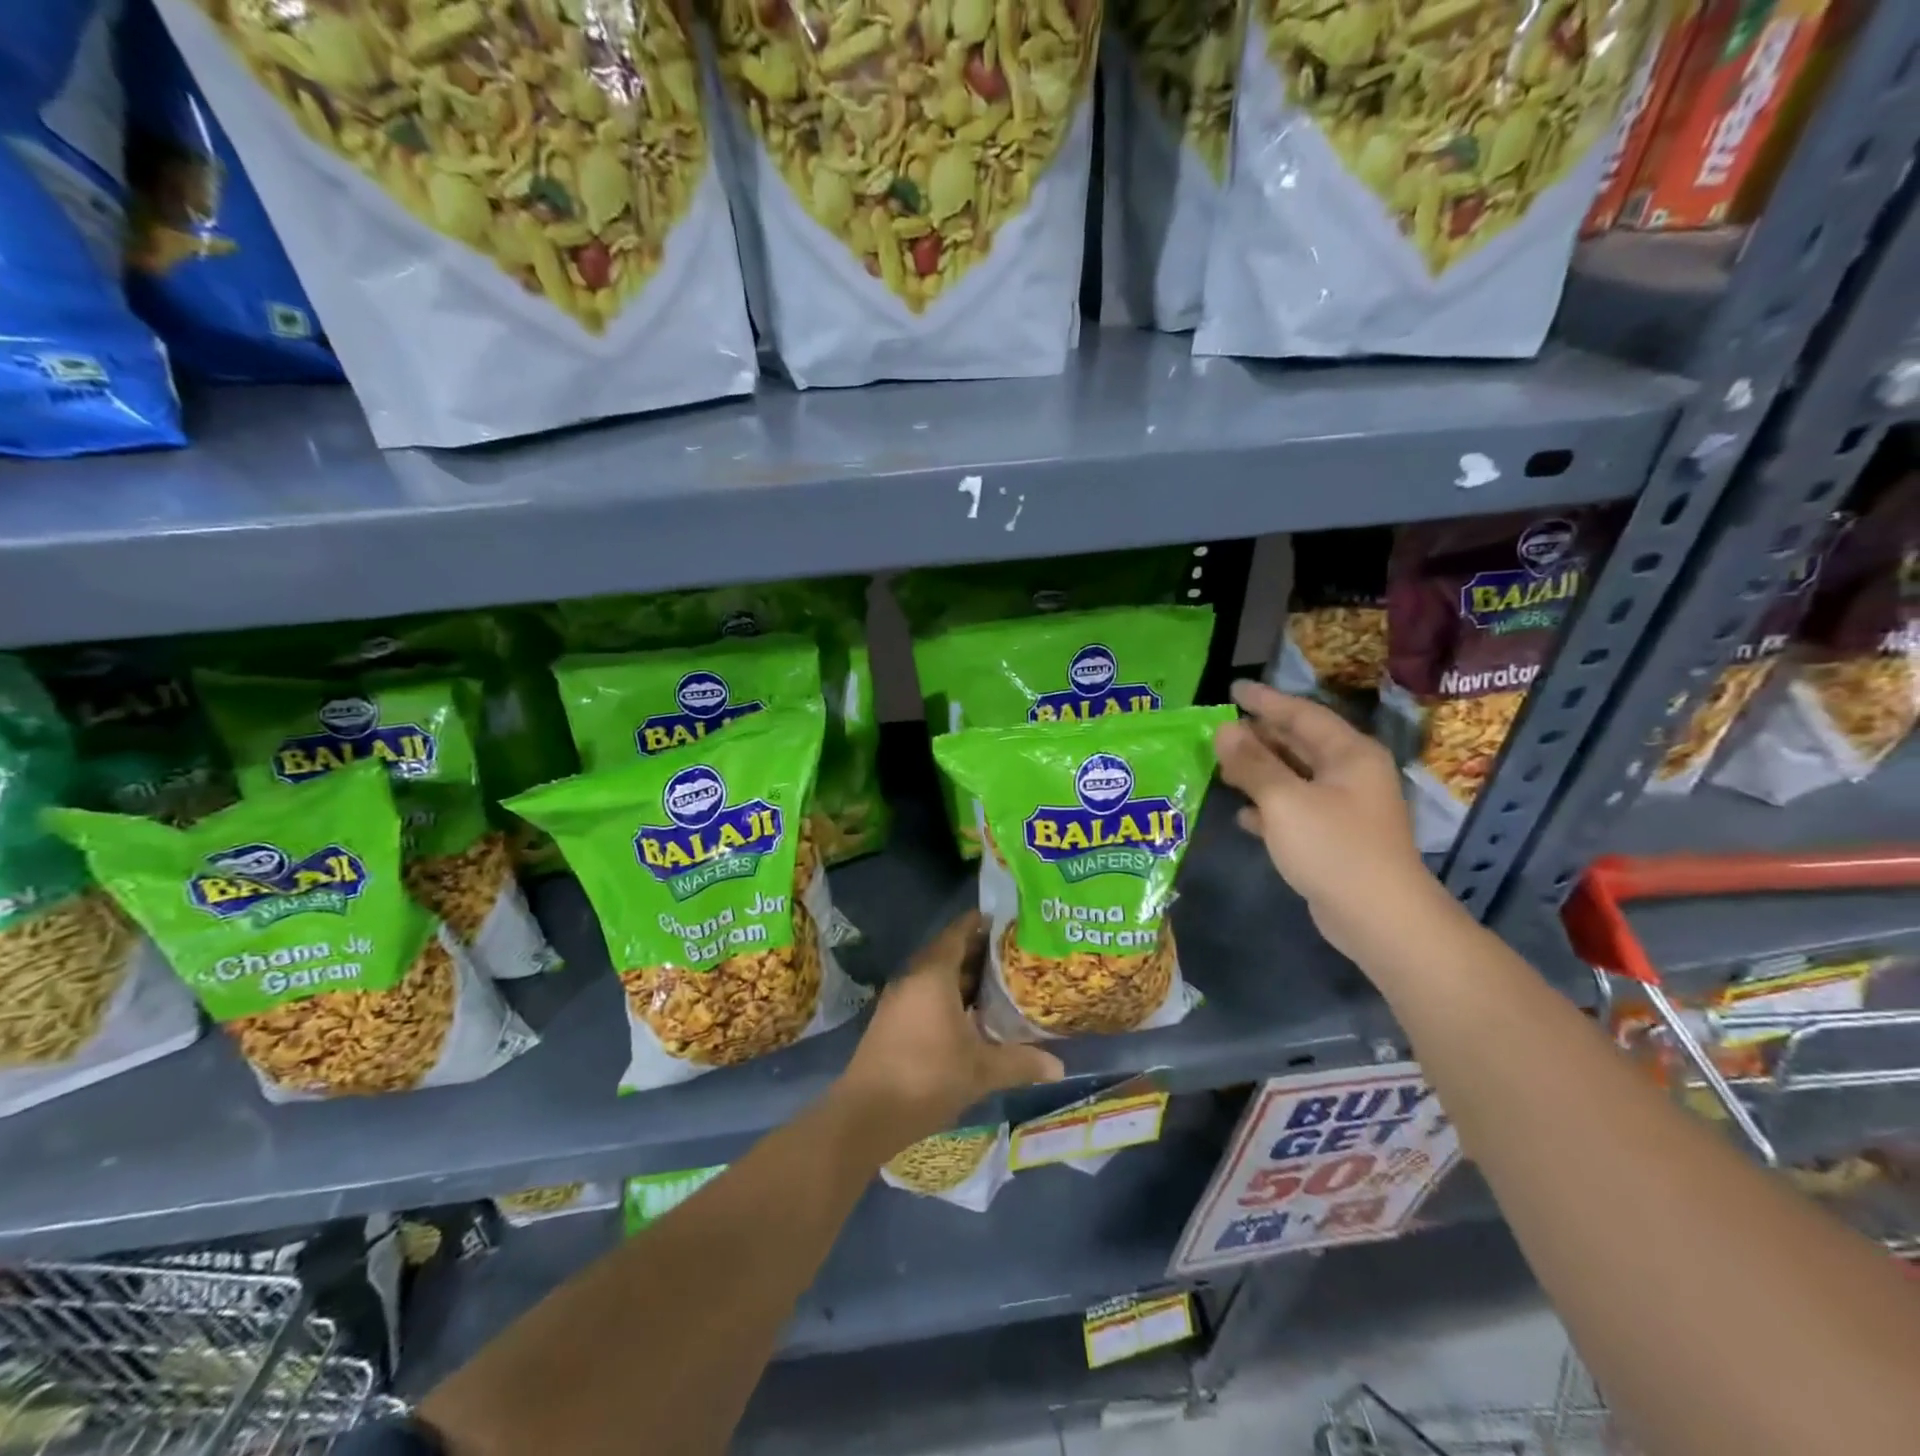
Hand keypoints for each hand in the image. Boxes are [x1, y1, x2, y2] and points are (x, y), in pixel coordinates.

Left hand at [837, 910, 1064, 1151]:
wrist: (867, 1113)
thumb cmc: (928, 1078)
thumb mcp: (982, 1070)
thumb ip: (1021, 1062)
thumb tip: (1060, 1066)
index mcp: (933, 975)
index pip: (958, 933)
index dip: (981, 924)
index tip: (1007, 922)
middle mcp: (913, 978)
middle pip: (947, 952)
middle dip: (978, 952)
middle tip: (1013, 954)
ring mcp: (898, 999)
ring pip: (935, 976)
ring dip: (963, 977)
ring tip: (998, 982)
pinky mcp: (891, 1020)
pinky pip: (924, 994)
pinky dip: (947, 995)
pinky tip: (971, 1015)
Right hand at [1213, 680, 1447, 962]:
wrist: (1378, 918)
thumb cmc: (1334, 848)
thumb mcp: (1285, 800)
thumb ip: (1252, 763)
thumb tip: (1223, 729)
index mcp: (1349, 754)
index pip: (1302, 714)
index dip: (1265, 701)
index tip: (1233, 689)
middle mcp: (1350, 774)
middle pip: (1299, 744)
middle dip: (1260, 736)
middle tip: (1221, 728)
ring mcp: (1344, 808)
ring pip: (1294, 777)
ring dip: (1259, 771)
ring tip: (1222, 765)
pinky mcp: (1333, 839)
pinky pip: (1294, 810)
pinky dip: (1269, 807)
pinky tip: (1242, 814)